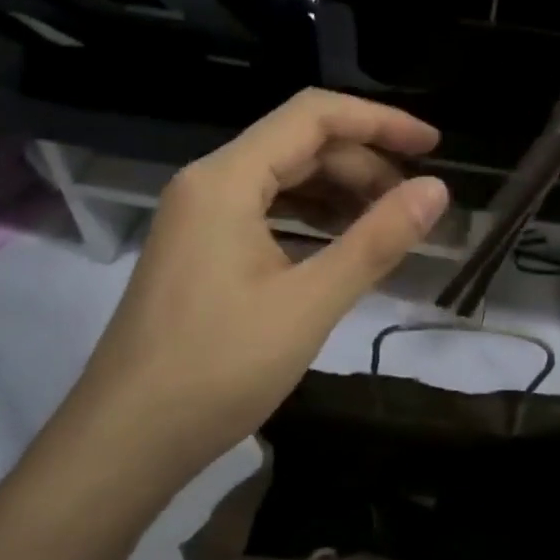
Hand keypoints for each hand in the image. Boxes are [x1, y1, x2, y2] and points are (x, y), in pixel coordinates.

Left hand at [69, 90, 449, 485]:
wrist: (124, 444)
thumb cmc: (216, 370)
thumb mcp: (309, 304)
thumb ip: (376, 241)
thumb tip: (436, 190)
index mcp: (227, 179)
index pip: (314, 115)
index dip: (379, 121)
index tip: (433, 147)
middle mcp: (209, 183)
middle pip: (299, 145)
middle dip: (364, 164)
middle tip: (414, 203)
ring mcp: (200, 217)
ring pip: (283, 179)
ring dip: (340, 192)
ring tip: (389, 223)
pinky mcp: (200, 249)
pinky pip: (266, 211)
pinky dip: (312, 219)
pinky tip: (343, 246)